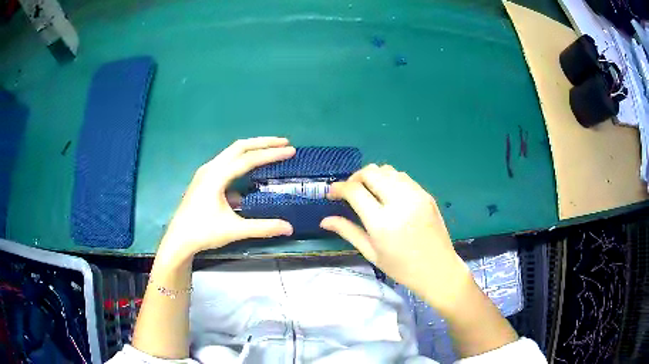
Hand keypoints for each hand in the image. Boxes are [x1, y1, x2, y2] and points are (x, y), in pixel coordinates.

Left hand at [158, 137, 294, 261]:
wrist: (178, 239)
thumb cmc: (203, 232)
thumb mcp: (235, 230)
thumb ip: (263, 227)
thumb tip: (289, 228)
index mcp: (217, 176)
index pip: (248, 159)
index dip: (271, 154)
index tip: (290, 150)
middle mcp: (211, 168)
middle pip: (239, 147)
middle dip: (263, 143)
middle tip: (284, 142)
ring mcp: (205, 172)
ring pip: (231, 153)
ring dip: (251, 150)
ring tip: (269, 151)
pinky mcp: (204, 179)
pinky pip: (225, 163)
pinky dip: (241, 162)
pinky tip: (249, 175)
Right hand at [321, 164, 470, 311]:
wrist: (438, 270)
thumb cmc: (402, 268)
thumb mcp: (372, 253)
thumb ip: (348, 232)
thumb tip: (324, 220)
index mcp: (382, 222)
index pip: (355, 191)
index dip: (339, 188)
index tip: (332, 193)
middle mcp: (399, 202)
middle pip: (371, 173)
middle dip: (355, 178)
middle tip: (350, 192)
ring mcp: (416, 195)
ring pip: (387, 170)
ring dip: (373, 176)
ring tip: (368, 192)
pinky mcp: (426, 194)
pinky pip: (403, 176)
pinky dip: (389, 179)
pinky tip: (387, 194)